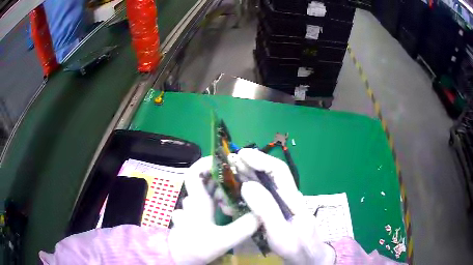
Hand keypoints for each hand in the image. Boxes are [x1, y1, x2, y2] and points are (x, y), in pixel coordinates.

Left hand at [168, 156, 258, 264]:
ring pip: (209, 191)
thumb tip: (261, 214)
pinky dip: (221, 199)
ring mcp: (196, 208)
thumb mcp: (222, 240)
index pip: (194, 173)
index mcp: (198, 200)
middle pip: (205, 180)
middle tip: (242, 176)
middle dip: (222, 175)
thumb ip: (243, 228)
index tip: (224, 160)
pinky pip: (210, 201)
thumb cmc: (196, 247)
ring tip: (242, 190)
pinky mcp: (199, 216)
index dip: (205, 162)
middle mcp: (195, 201)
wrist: (180, 258)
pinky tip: (234, 205)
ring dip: (224, 188)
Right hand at [238, 149, 335, 264]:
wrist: (305, 257)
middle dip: (251, 164)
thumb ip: (266, 209)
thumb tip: (247, 185)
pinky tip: (237, 190)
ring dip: (247, 174)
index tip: (242, 155)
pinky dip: (248, 188)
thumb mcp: (280, 231)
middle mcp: (286, 196)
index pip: (278, 170)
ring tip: (230, 171)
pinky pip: (260, 195)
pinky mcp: (275, 211)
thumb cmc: (295, 246)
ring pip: (264, 183)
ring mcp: (280, 203)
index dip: (261, 159)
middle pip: (270, 174)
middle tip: (230, 161)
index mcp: (291, 197)